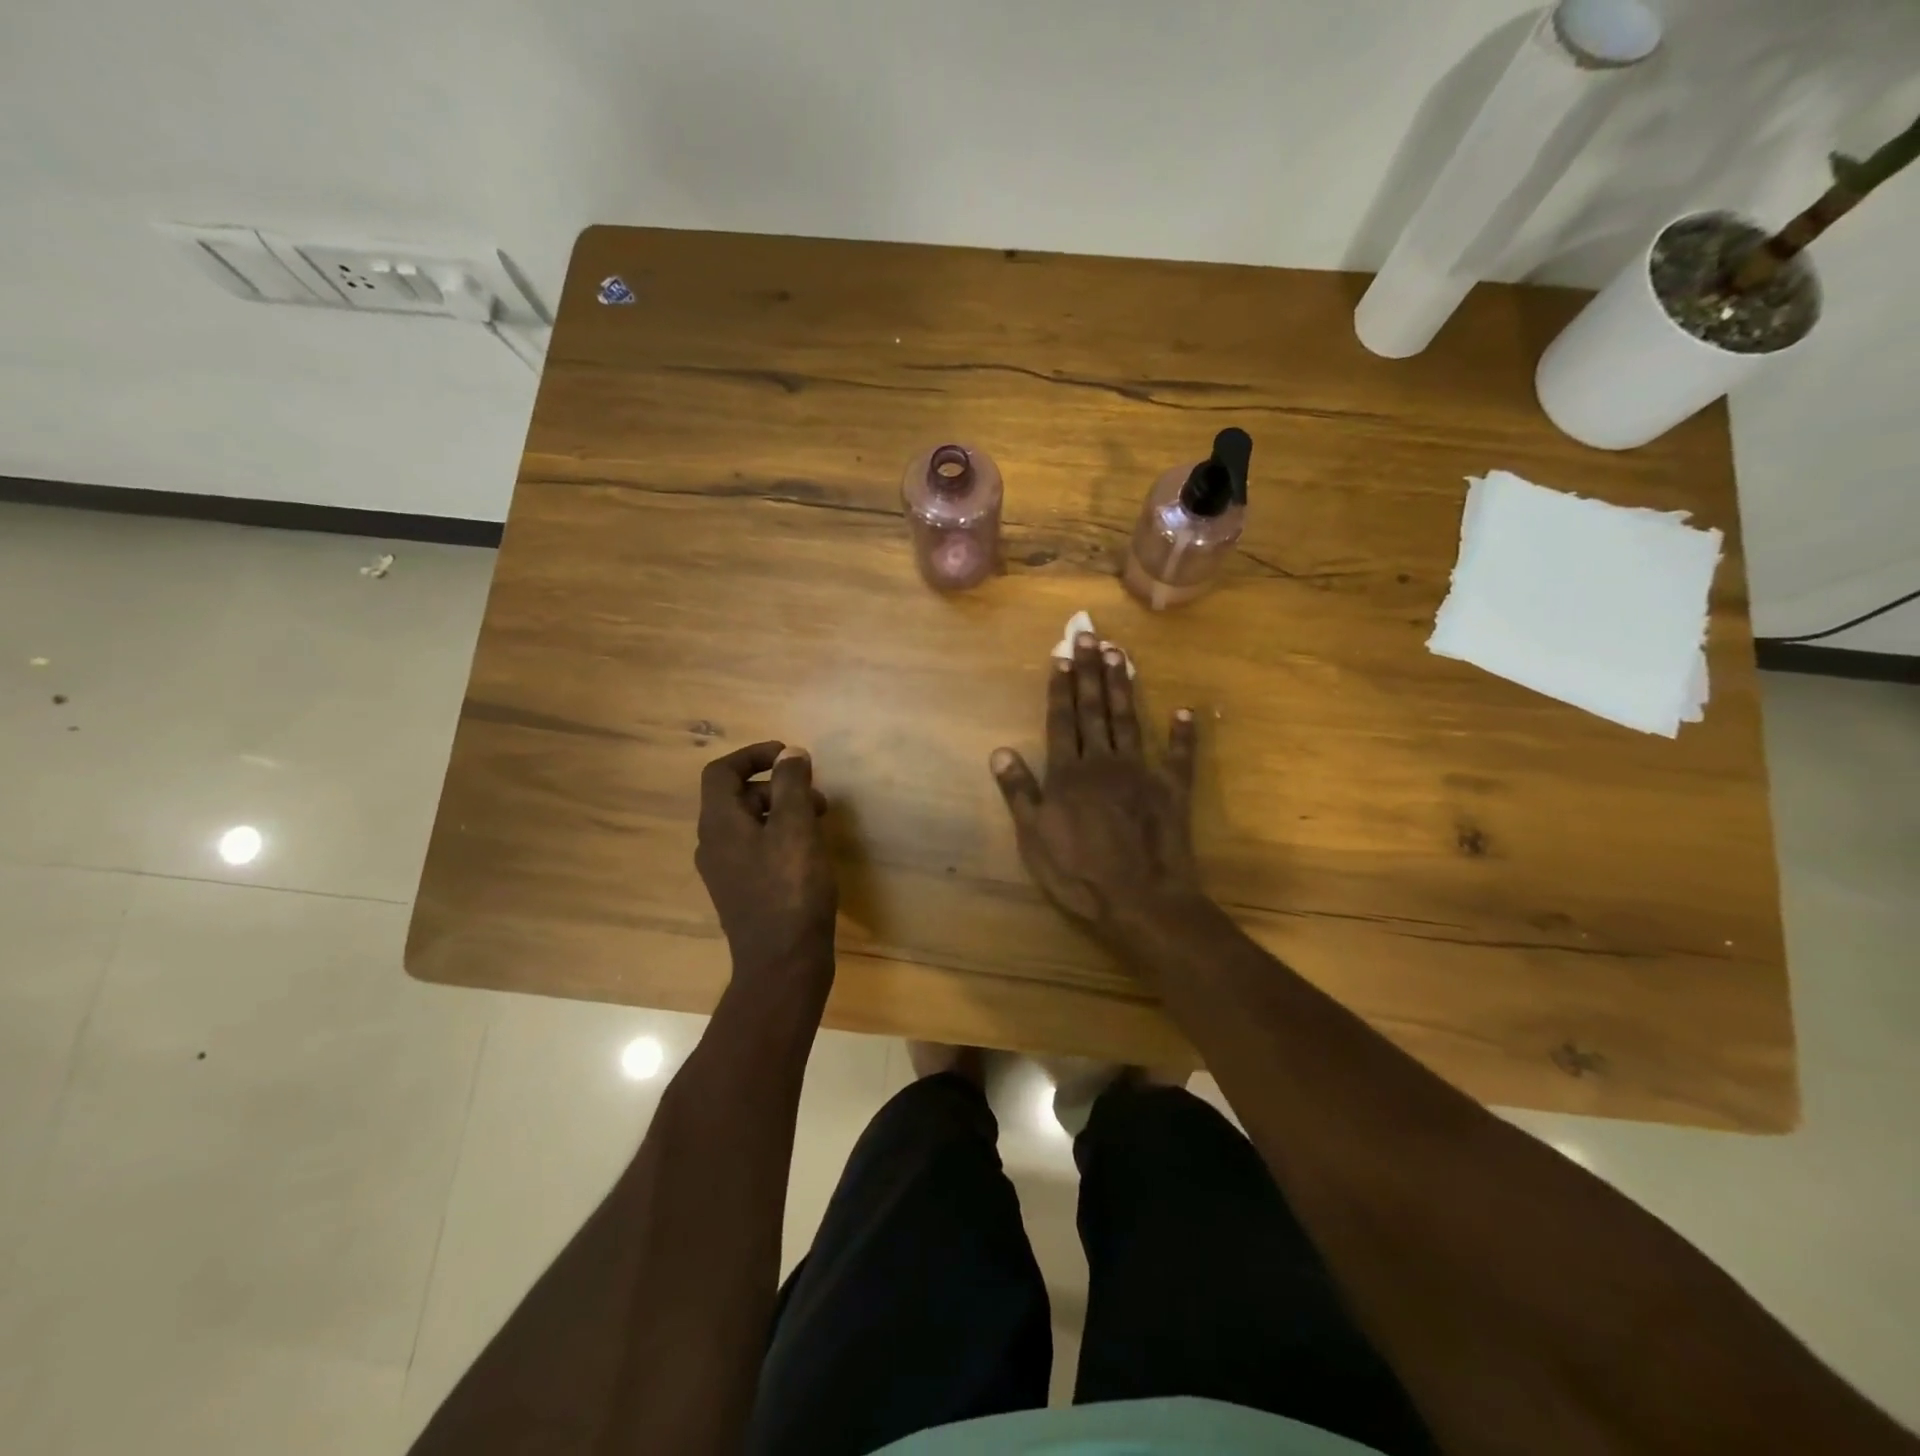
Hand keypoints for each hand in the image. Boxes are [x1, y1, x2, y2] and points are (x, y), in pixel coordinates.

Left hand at [695, 742, 836, 994]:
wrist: (783, 963)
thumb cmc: (791, 890)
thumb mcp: (796, 828)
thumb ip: (792, 785)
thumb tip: (790, 753)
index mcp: (719, 824)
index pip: (721, 772)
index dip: (754, 755)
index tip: (790, 756)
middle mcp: (713, 844)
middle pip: (737, 795)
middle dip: (777, 785)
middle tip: (815, 795)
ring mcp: (726, 870)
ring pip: (750, 823)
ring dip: (783, 810)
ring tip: (820, 822)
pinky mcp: (742, 890)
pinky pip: (757, 847)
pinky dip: (781, 835)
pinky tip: (810, 851)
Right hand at [990, 633, 1201, 935]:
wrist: (1139, 900)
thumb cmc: (1078, 873)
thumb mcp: (1034, 838)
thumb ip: (1020, 792)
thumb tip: (999, 751)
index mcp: (1068, 773)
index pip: (1061, 719)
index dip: (1060, 687)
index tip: (1061, 654)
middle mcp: (1103, 761)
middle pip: (1094, 709)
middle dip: (1090, 671)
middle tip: (1090, 635)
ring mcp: (1140, 772)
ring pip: (1129, 719)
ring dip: (1124, 686)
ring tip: (1121, 653)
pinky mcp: (1172, 789)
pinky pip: (1179, 756)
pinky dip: (1183, 733)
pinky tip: (1185, 710)